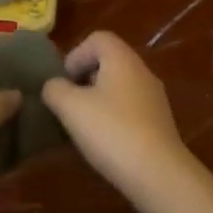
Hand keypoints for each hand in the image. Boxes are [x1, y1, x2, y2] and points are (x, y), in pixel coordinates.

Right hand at [42, 31, 193, 193]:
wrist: (158, 174)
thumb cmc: (111, 131)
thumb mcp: (70, 107)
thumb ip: (54, 89)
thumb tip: (53, 86)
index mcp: (122, 59)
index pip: (98, 38)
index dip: (75, 55)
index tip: (63, 81)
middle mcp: (142, 72)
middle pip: (109, 62)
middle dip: (84, 79)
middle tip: (67, 103)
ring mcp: (154, 99)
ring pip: (119, 87)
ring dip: (97, 100)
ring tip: (81, 125)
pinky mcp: (159, 124)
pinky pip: (129, 109)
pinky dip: (112, 118)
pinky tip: (102, 142)